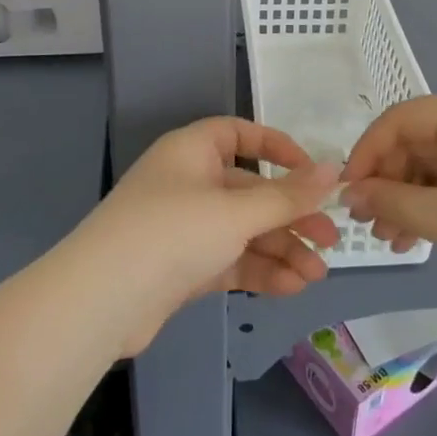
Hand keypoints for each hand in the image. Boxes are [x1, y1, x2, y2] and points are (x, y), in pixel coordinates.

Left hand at [75, 118, 341, 353]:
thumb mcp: (235, 211)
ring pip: (243, 230)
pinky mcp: (182, 267)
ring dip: (280, 249)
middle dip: (290, 214)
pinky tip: (291, 287)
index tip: (313, 173)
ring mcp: (184, 227)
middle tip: (330, 238)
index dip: (278, 149)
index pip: (240, 134)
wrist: (101, 301)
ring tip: (317, 274)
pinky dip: (259, 271)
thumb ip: (287, 195)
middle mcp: (188, 182)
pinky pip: (230, 260)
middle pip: (249, 190)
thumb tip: (335, 169)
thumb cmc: (172, 232)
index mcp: (192, 151)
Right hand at [342, 95, 436, 301]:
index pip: (400, 119)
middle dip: (389, 181)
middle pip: (418, 140)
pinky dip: (435, 202)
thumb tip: (350, 195)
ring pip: (436, 162)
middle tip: (370, 224)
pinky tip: (420, 236)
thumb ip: (389, 201)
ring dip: (409, 197)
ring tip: (392, 239)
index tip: (348, 191)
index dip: (367, 152)